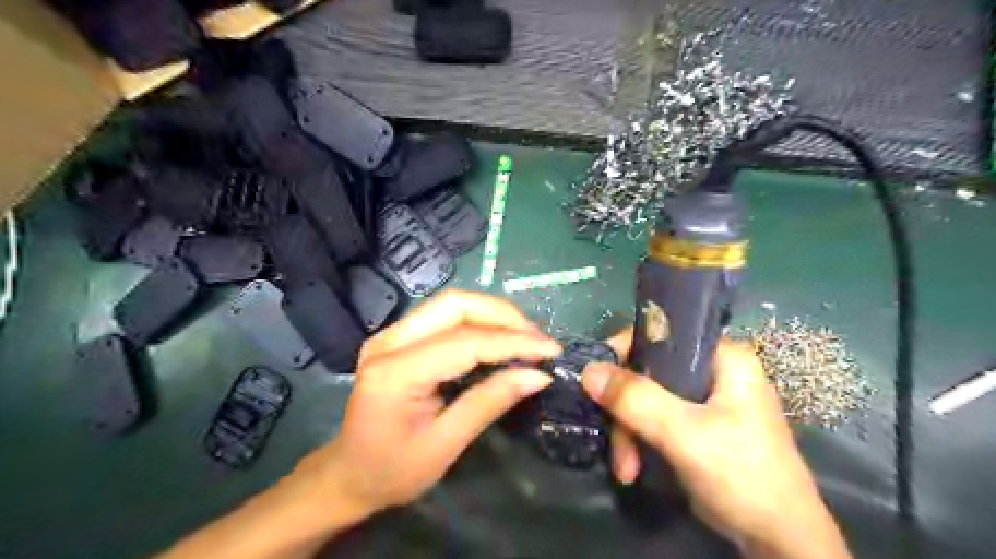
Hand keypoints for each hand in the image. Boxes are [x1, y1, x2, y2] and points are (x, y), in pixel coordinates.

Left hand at [295, 291, 559, 516]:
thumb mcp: (445, 445)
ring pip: (451, 304)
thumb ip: (489, 402)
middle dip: (504, 316)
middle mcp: (389, 341)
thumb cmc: (392, 471)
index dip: (512, 341)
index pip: (465, 342)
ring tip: (525, 338)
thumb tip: (538, 375)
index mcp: (395, 372)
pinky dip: (478, 322)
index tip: (551, 350)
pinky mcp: (398, 336)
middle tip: (537, 340)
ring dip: (493, 315)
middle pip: (455, 304)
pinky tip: (499, 338)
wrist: (347, 474)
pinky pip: (444, 316)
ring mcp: (390, 334)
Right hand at [584, 331, 845, 558]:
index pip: (662, 335)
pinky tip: (634, 469)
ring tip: (627, 469)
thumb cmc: (742, 475)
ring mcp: (704, 401)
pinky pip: (655, 419)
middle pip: (649, 372)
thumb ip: (636, 399)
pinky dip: (640, 442)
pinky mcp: (697, 426)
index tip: (598, 381)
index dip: (625, 352)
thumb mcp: (684, 433)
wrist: (778, 542)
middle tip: (618, 445)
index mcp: (723, 357)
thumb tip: (588, 370)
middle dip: (626, 412)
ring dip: (629, 433)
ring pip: (647, 399)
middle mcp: (713, 371)